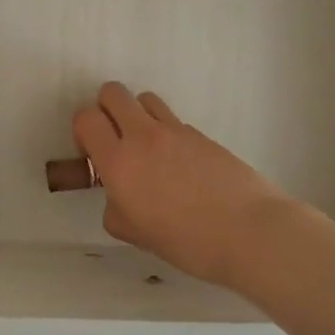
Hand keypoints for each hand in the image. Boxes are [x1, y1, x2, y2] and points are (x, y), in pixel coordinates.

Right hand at [72, 82, 293, 287]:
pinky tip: (182, 166)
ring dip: (138, 115)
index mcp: (119, 162)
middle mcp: (143, 136)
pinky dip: (168, 134)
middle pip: (112, 92)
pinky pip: (174, 121)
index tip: (93, 154)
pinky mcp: (201, 134)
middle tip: (116, 141)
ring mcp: (175, 131)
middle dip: (106, 110)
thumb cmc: (188, 242)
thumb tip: (119, 196)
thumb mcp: (137, 235)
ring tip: (149, 148)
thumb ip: (117, 209)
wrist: (250, 232)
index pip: (86, 118)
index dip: (83, 132)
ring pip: (145, 98)